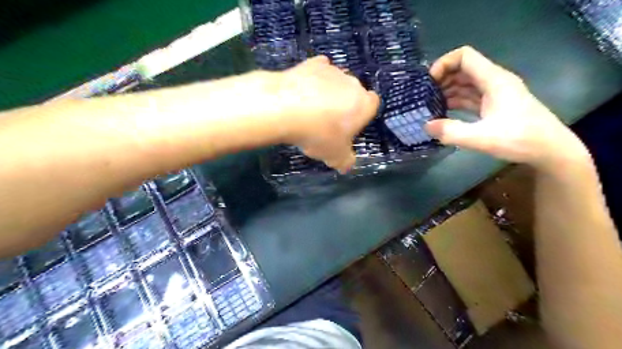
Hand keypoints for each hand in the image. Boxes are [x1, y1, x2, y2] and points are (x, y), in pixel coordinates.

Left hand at [277, 54, 378, 172]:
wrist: (286, 108)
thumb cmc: (319, 134)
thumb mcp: (335, 156)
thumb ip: (346, 161)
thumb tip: (347, 166)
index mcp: (364, 104)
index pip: (372, 104)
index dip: (362, 115)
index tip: (350, 125)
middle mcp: (353, 83)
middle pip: (354, 93)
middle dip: (345, 104)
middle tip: (329, 121)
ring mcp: (333, 71)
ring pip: (337, 81)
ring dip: (330, 91)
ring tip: (312, 107)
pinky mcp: (313, 63)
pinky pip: (319, 70)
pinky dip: (315, 78)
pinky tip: (304, 90)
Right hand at [428, 47, 589, 171]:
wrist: (550, 151)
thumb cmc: (520, 140)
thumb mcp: (482, 138)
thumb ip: (451, 132)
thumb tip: (426, 126)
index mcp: (494, 80)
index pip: (465, 56)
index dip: (444, 63)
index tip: (429, 82)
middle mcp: (494, 81)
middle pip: (463, 69)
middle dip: (442, 79)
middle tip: (424, 97)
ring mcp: (495, 93)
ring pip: (466, 83)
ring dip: (447, 91)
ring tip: (430, 106)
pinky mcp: (495, 105)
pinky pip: (470, 96)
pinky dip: (456, 101)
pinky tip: (443, 113)